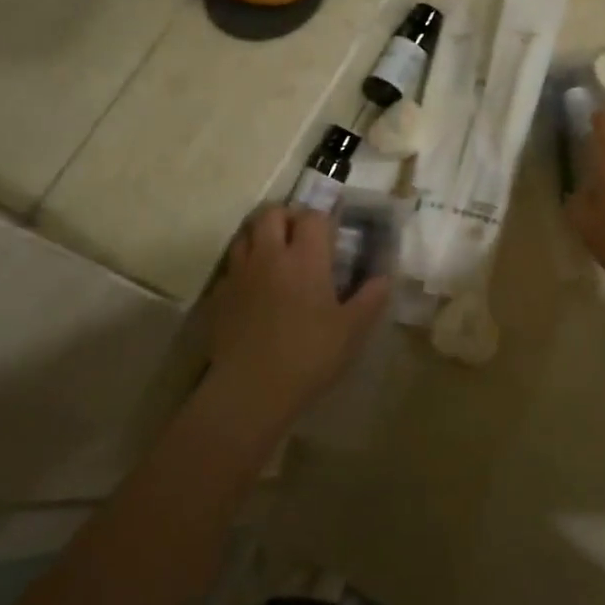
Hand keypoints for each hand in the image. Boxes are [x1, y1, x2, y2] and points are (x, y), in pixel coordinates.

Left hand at [208, 206, 389, 418]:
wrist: (250, 390)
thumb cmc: (308, 356)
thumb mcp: (352, 331)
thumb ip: (371, 298)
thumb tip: (384, 277)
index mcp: (305, 258)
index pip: (312, 216)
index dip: (323, 218)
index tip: (332, 233)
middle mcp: (270, 255)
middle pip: (272, 214)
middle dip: (288, 217)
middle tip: (301, 237)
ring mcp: (240, 274)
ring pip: (246, 235)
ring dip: (262, 236)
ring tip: (276, 255)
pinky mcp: (220, 295)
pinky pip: (232, 267)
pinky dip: (244, 267)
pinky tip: (255, 289)